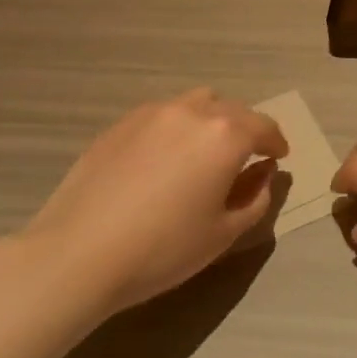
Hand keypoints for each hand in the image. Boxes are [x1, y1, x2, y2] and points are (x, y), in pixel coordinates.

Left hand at [23, 88, 288, 314]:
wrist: (78, 254)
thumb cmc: (162, 249)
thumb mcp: (223, 233)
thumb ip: (256, 199)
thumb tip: (264, 174)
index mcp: (226, 135)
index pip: (265, 127)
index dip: (276, 143)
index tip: (279, 157)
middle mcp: (193, 112)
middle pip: (233, 110)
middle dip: (247, 129)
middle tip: (246, 156)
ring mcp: (153, 113)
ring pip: (197, 103)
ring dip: (212, 120)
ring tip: (205, 150)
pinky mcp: (121, 123)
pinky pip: (163, 114)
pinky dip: (178, 126)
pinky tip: (165, 158)